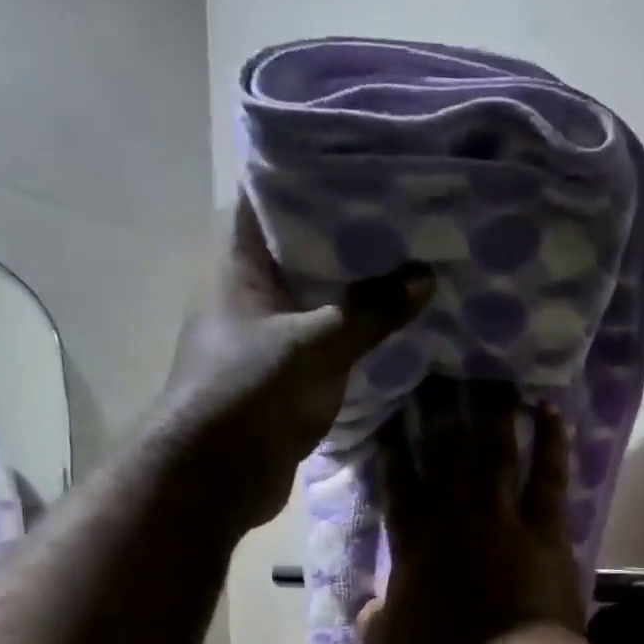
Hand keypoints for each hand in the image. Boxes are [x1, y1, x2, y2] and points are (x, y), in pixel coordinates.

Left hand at [163, 200, 432, 531]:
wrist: (216, 475)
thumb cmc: (249, 393)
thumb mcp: (315, 345)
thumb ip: (370, 311)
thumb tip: (426, 276)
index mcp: (239, 258)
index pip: (275, 192)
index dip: (319, 175)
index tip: (373, 168)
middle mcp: (252, 287)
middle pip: (307, 246)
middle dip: (357, 237)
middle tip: (415, 219)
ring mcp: (270, 331)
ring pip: (322, 296)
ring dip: (362, 289)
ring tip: (419, 265)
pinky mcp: (288, 372)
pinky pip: (330, 339)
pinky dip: (360, 333)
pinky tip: (401, 325)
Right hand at [357, 377, 582, 643]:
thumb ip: (374, 620)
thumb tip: (367, 608)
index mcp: (413, 541)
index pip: (399, 483)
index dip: (395, 448)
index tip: (394, 416)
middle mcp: (455, 516)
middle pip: (446, 453)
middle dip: (442, 411)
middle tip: (441, 373)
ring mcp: (502, 517)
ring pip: (496, 453)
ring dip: (495, 414)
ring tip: (495, 379)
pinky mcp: (544, 528)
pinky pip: (547, 477)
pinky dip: (551, 443)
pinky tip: (549, 412)